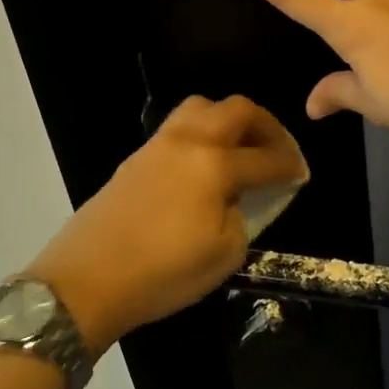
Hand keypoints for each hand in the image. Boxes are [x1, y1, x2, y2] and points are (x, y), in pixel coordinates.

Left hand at [23, 95, 306, 352]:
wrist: (86, 280)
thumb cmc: (162, 273)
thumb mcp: (223, 255)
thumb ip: (242, 218)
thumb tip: (237, 201)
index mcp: (214, 165)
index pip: (265, 157)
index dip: (290, 165)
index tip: (301, 175)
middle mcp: (188, 142)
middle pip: (236, 110)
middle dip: (265, 126)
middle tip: (276, 150)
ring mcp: (157, 146)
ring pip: (201, 108)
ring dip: (228, 120)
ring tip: (239, 149)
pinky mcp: (135, 158)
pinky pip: (177, 127)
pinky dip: (201, 133)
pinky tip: (204, 164)